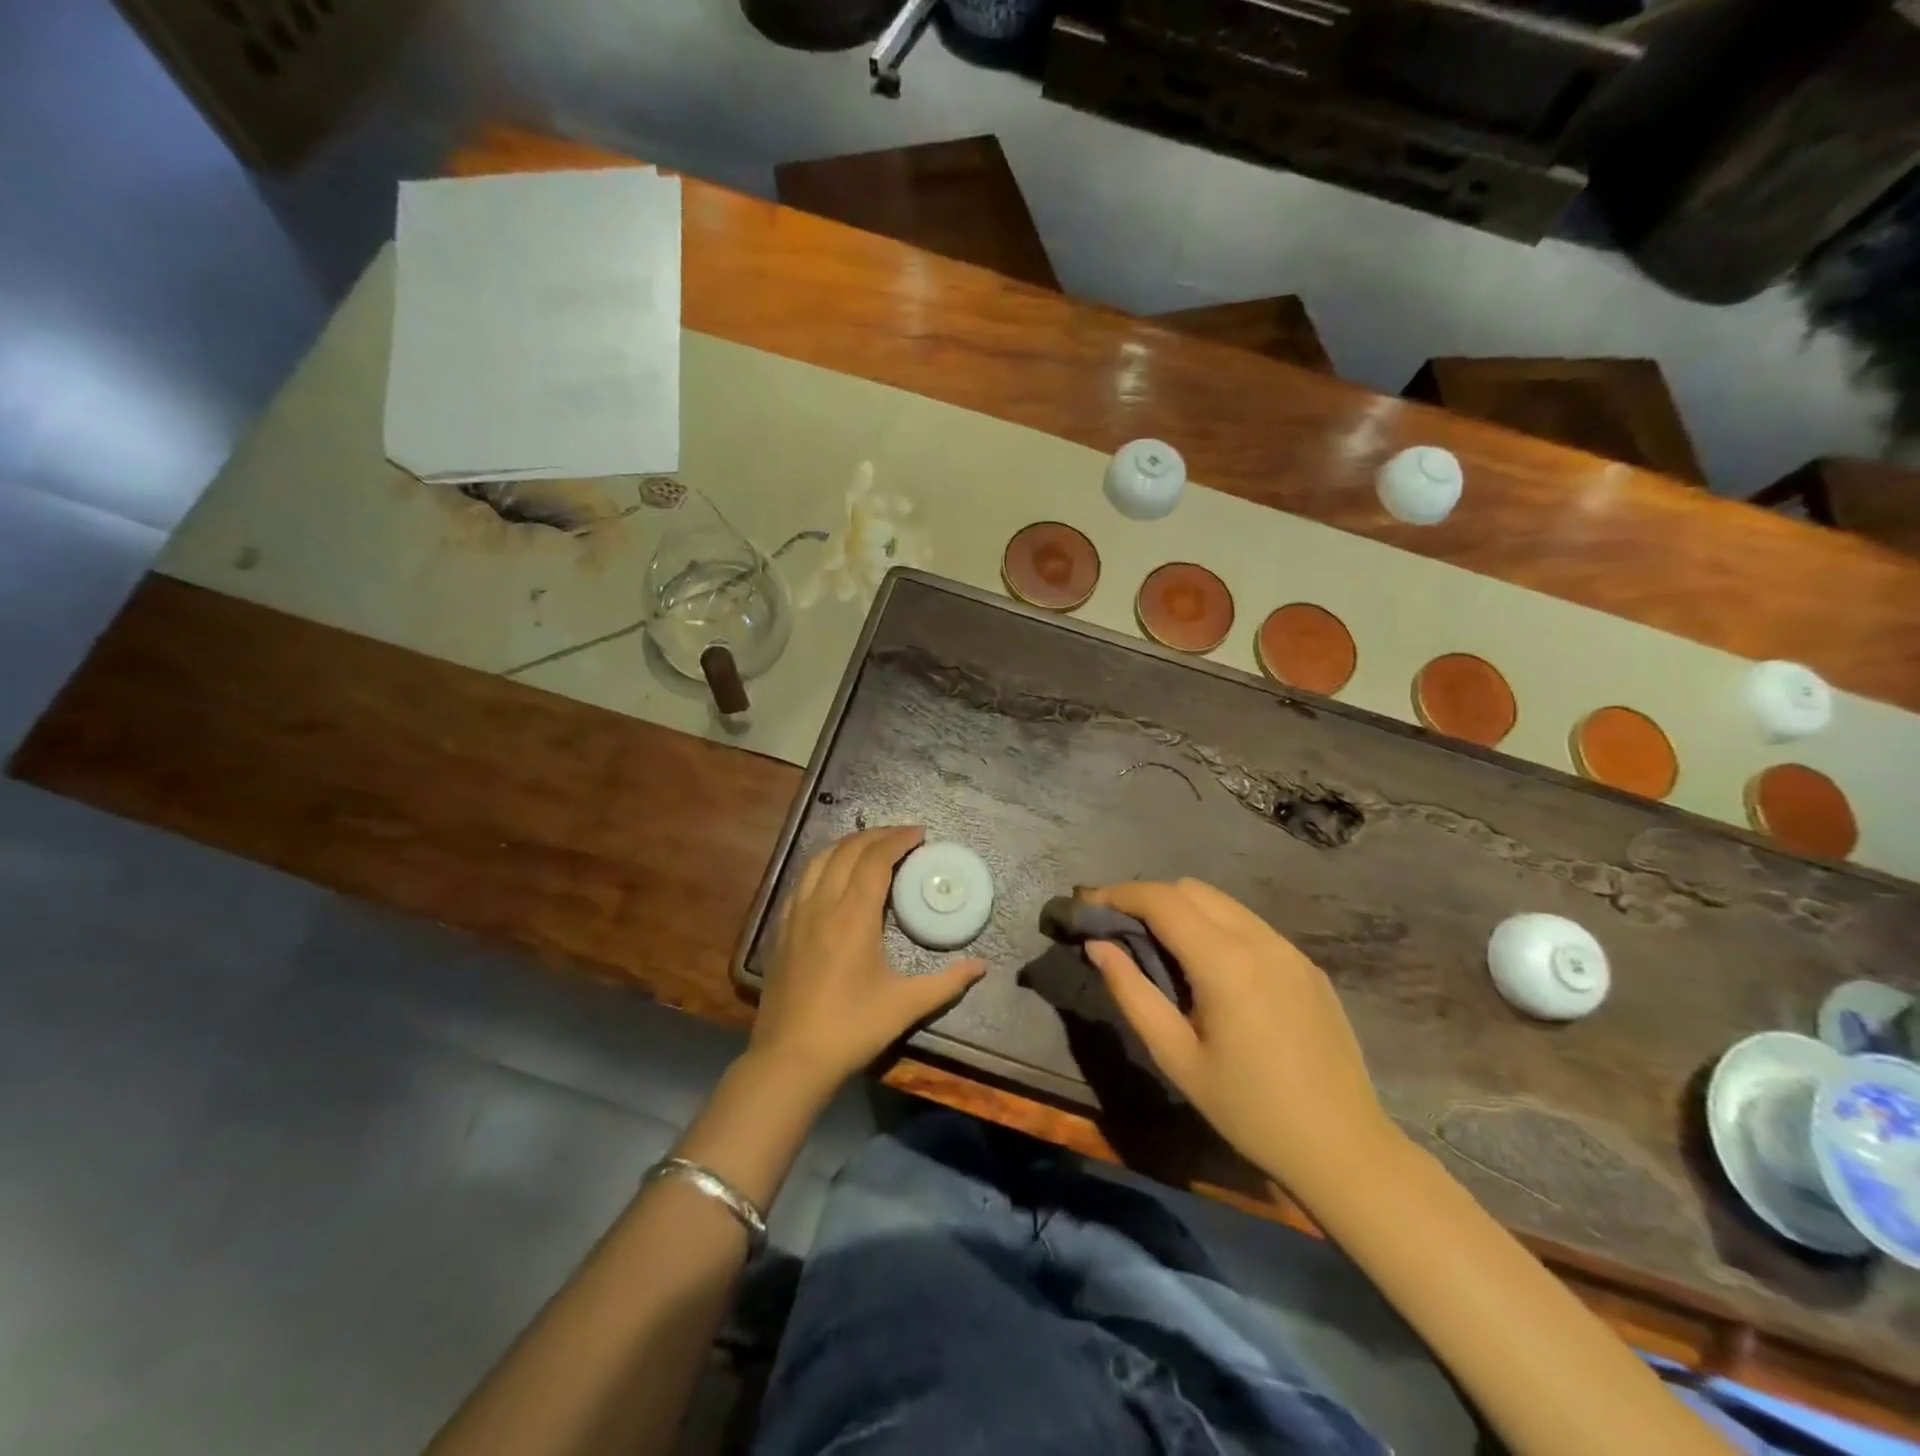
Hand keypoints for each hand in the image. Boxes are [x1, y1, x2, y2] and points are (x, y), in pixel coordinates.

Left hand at [751, 826, 985, 1092]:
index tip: (919, 833)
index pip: (875, 860)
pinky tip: (832, 876)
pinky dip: (822, 865)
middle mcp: (822, 904)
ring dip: (847, 845)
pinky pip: (801, 881)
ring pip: (819, 860)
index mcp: (853, 915)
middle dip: (876, 835)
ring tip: (869, 845)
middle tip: (901, 835)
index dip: (898, 840)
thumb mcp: (905, 1005)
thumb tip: (982, 966)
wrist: (790, 1059)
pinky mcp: (781, 930)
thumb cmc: (851, 1028)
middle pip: (847, 851)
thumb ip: (947, 982)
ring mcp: (796, 915)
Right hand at [1084, 879, 1395, 1189]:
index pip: (1162, 900)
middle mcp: (1260, 940)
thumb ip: (1132, 993)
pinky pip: (1249, 925)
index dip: (1119, 894)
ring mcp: (1289, 949)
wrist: (1343, 1148)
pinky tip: (1207, 968)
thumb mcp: (1176, 1057)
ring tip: (1157, 945)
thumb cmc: (1249, 1110)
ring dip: (1181, 909)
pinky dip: (1214, 926)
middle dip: (1147, 897)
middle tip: (1117, 927)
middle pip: (1191, 890)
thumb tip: (1098, 946)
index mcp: (1225, 962)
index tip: (1087, 905)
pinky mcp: (1307, 965)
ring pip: (1222, 903)